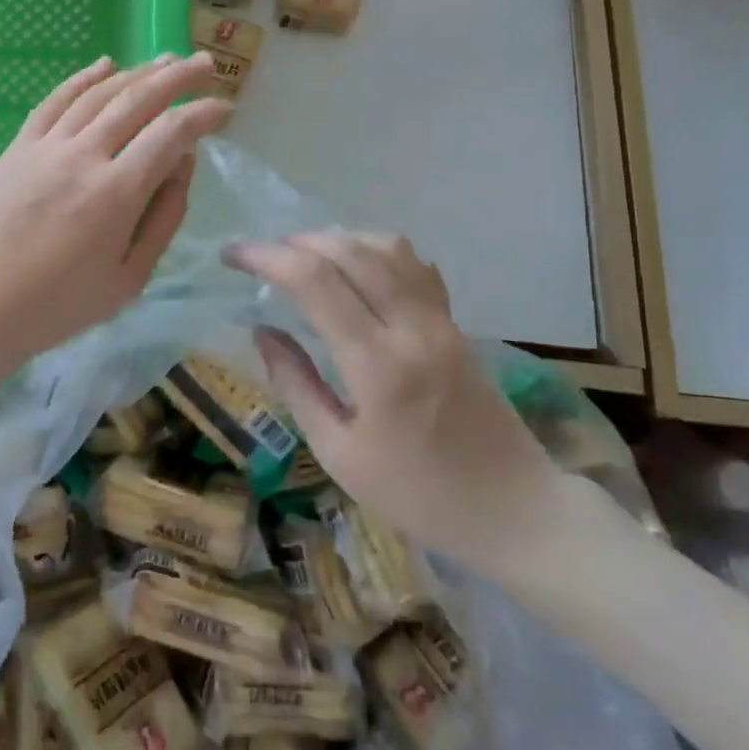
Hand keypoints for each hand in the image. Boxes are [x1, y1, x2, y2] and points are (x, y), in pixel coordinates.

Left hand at [0, 53, 232, 372]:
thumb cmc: (59, 305)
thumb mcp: (129, 278)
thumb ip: (164, 217)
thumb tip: (184, 163)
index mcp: (115, 193)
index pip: (170, 133)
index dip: (202, 114)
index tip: (224, 108)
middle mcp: (82, 156)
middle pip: (137, 100)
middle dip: (177, 77)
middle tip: (205, 63)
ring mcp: (45, 147)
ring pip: (98, 94)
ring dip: (136, 72)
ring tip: (164, 60)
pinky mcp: (17, 147)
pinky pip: (53, 101)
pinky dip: (82, 79)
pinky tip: (104, 64)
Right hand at [226, 233, 568, 576]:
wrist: (515, 510)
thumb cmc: (418, 495)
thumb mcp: (339, 453)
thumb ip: (296, 385)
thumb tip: (262, 332)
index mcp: (378, 365)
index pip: (315, 282)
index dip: (267, 257)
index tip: (233, 255)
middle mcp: (412, 328)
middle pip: (349, 250)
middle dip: (295, 241)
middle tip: (260, 255)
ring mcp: (441, 321)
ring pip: (387, 247)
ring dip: (337, 239)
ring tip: (303, 257)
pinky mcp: (457, 323)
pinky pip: (415, 266)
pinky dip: (376, 251)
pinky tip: (356, 270)